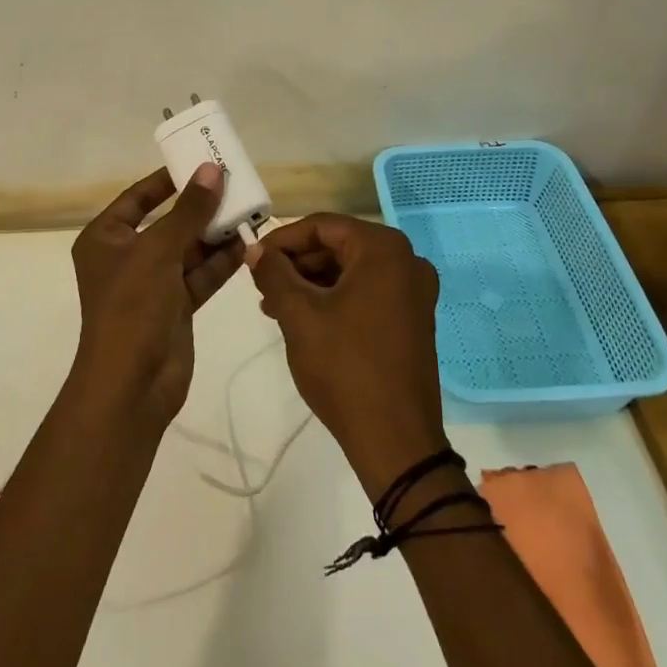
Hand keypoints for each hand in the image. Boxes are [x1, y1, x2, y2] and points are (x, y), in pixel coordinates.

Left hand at [68, 163, 243, 423]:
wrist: (132, 384)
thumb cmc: (132, 306)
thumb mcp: (159, 249)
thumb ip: (189, 210)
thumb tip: (212, 170)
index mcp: (106, 239)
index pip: (137, 198)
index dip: (166, 179)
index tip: (198, 161)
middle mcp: (127, 257)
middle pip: (167, 222)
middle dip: (199, 207)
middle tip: (233, 183)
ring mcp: (152, 284)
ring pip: (188, 249)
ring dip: (215, 233)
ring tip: (247, 210)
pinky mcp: (175, 306)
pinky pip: (200, 275)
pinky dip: (221, 262)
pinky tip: (247, 244)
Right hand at [246, 214, 447, 498]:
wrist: (395, 440)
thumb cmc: (345, 367)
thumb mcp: (299, 315)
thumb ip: (274, 274)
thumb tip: (255, 251)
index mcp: (383, 249)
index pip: (322, 226)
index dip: (282, 240)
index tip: (252, 260)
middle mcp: (406, 260)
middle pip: (338, 246)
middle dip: (297, 263)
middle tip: (261, 286)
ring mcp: (414, 291)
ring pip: (351, 270)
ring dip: (312, 283)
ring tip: (275, 306)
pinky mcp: (413, 318)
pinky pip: (368, 292)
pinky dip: (335, 298)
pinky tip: (305, 319)